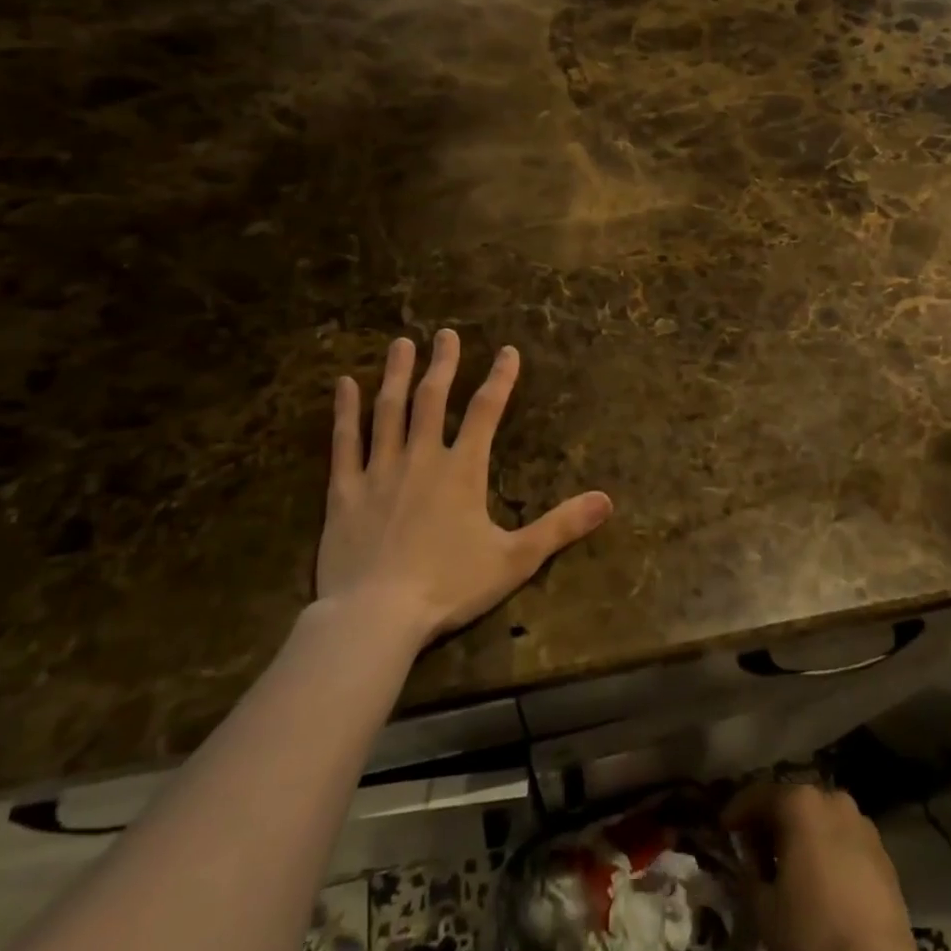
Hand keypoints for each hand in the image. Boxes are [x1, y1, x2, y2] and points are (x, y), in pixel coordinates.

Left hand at [317, 330, 612, 643]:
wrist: (375, 616)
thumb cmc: (449, 586)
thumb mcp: (515, 559)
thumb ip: (560, 526)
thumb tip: (607, 500)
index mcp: (462, 471)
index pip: (486, 411)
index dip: (500, 378)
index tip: (507, 351)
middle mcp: (421, 458)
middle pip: (433, 400)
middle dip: (443, 364)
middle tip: (445, 334)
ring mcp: (379, 471)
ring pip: (388, 411)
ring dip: (396, 375)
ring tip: (401, 344)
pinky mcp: (344, 491)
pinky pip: (344, 442)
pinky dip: (344, 412)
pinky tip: (343, 385)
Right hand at [725, 784, 944, 950]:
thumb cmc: (813, 930)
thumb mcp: (763, 908)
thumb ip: (749, 875)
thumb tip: (750, 863)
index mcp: (800, 803)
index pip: (759, 795)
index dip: (737, 812)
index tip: (724, 828)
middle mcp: (831, 799)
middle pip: (792, 802)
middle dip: (771, 822)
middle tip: (755, 849)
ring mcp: (861, 823)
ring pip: (821, 819)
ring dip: (801, 834)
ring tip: (789, 865)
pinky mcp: (882, 851)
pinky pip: (843, 839)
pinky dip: (827, 849)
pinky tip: (821, 878)